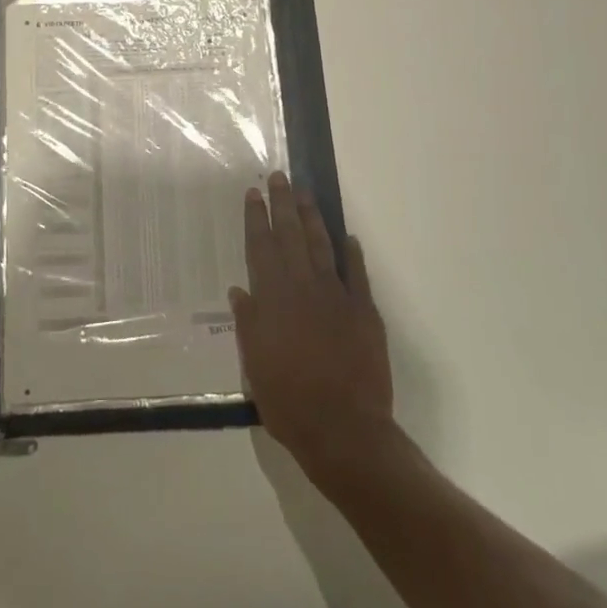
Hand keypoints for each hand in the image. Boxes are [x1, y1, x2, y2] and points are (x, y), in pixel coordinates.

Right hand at [231, 172, 392, 477]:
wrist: (345, 430)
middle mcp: (304, 288)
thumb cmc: (290, 402)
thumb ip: (249, 324)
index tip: (253, 194)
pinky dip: (352, 254)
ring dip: (312, 218)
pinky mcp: (365, 312)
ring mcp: (338, 297)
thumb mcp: (255, 366)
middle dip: (283, 204)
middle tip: (279, 177)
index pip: (261, 248)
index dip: (256, 219)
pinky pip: (357, 275)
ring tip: (305, 194)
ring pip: (322, 246)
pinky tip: (348, 238)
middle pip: (291, 236)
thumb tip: (240, 290)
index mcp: (274, 300)